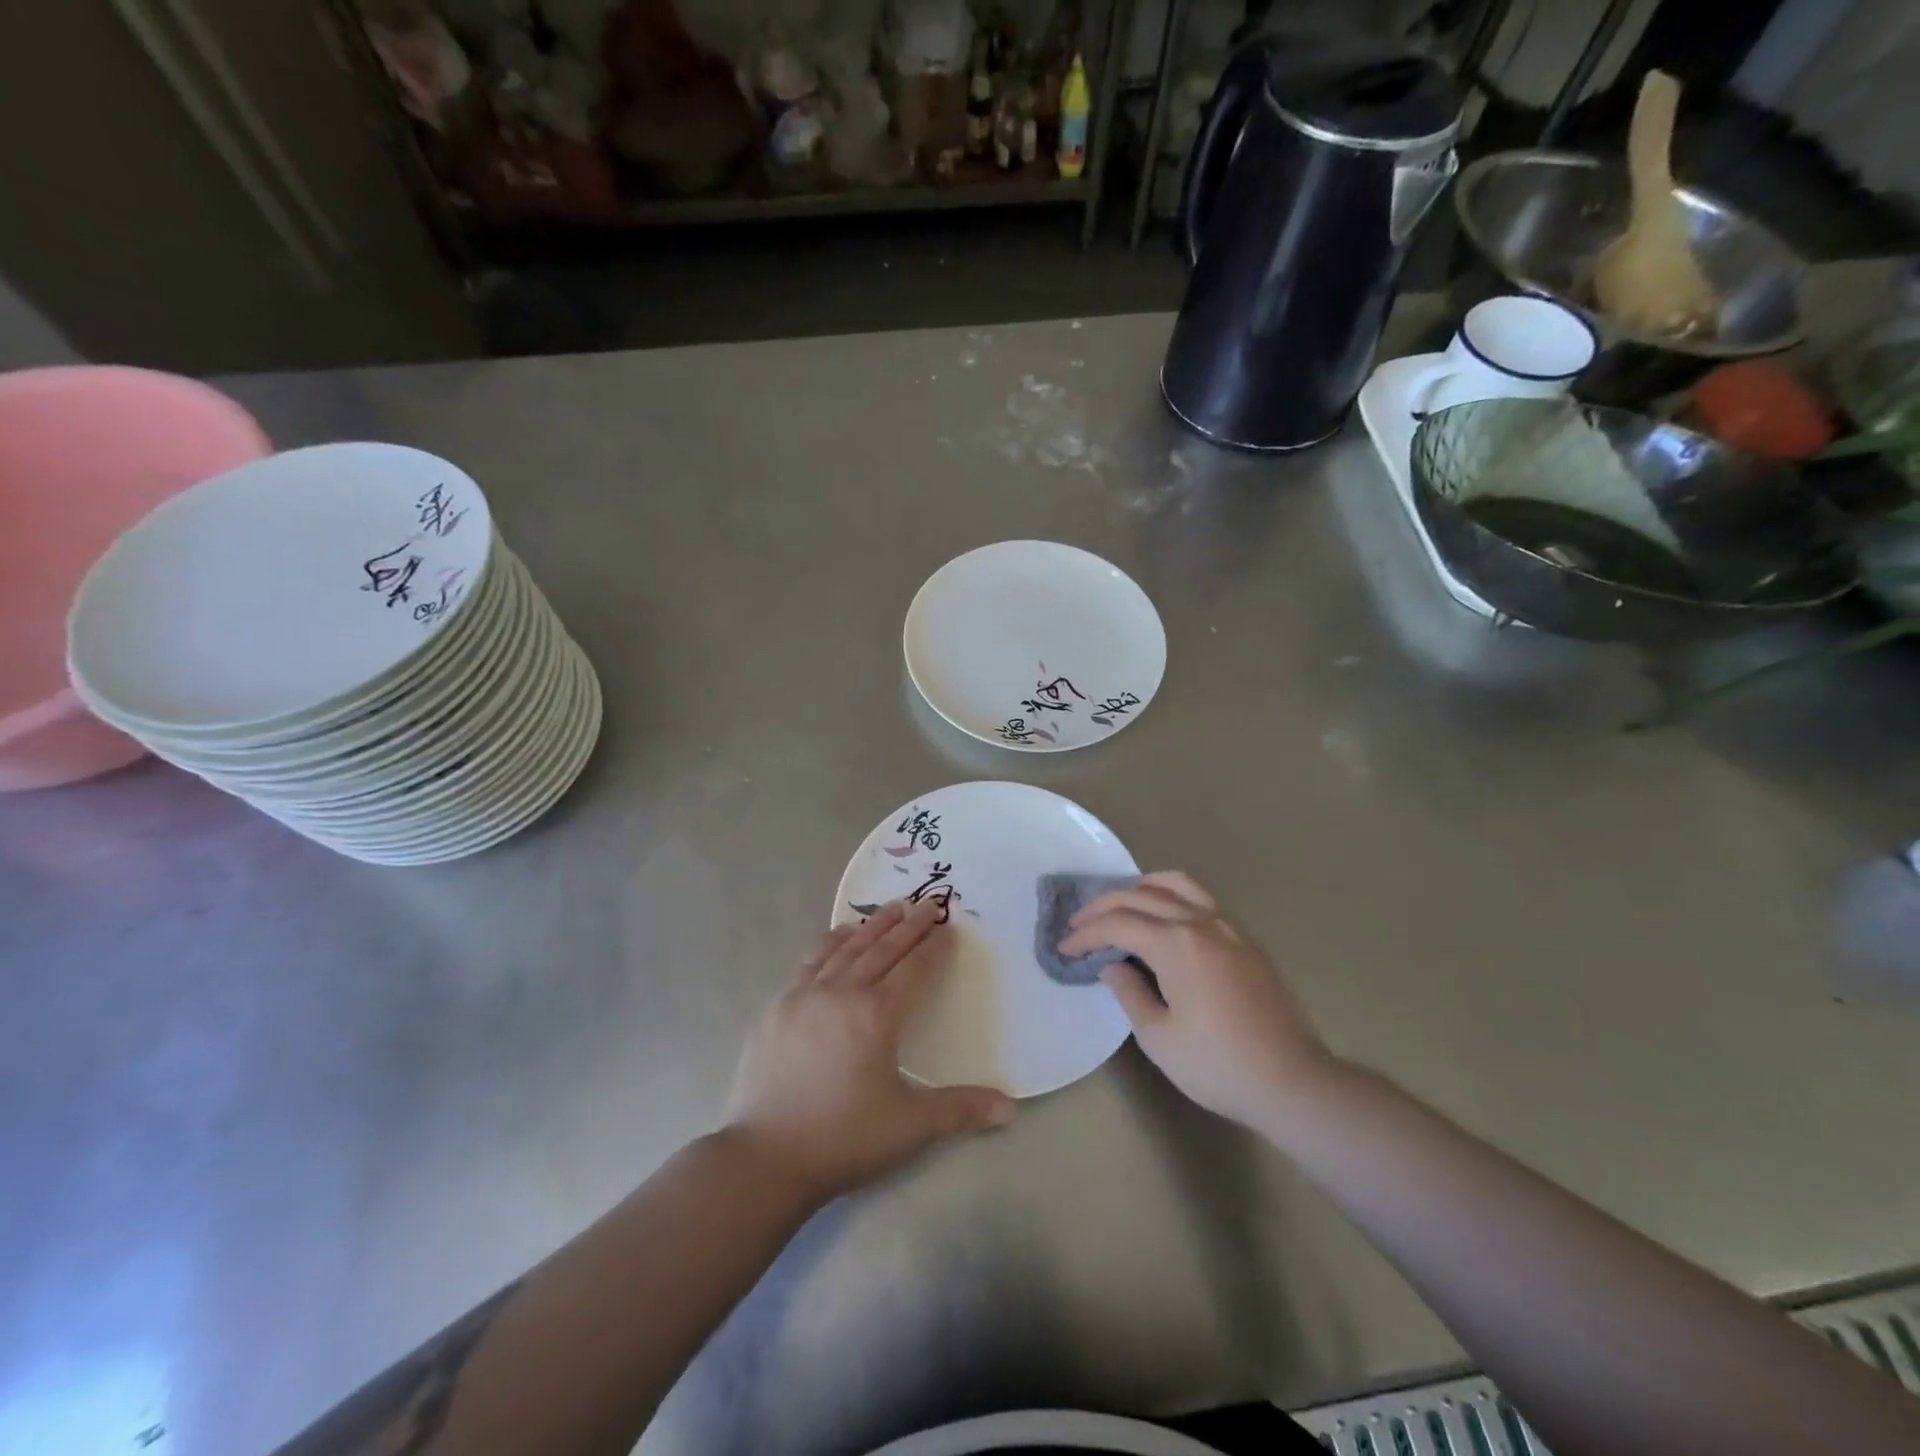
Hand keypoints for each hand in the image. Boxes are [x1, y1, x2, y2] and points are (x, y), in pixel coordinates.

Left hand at [727, 900, 1015, 1203]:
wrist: (764, 1157)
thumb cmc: (843, 1138)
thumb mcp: (910, 1127)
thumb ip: (960, 1110)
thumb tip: (1010, 1109)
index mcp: (877, 1015)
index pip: (914, 970)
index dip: (935, 948)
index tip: (949, 928)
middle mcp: (843, 993)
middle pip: (883, 949)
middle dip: (909, 925)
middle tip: (928, 903)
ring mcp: (806, 996)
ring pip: (847, 948)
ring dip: (872, 925)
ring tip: (891, 907)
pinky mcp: (778, 1007)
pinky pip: (811, 961)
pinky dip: (831, 942)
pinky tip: (839, 934)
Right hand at [1059, 872, 1335, 1128]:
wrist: (1292, 1081)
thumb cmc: (1218, 1065)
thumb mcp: (1158, 1037)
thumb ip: (1128, 993)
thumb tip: (1112, 967)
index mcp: (1175, 944)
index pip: (1117, 925)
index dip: (1085, 934)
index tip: (1064, 949)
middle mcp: (1200, 922)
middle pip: (1141, 895)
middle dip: (1103, 906)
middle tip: (1078, 923)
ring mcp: (1228, 926)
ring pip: (1177, 884)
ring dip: (1140, 887)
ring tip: (1121, 904)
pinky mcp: (1245, 939)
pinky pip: (1201, 898)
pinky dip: (1172, 895)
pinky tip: (1165, 918)